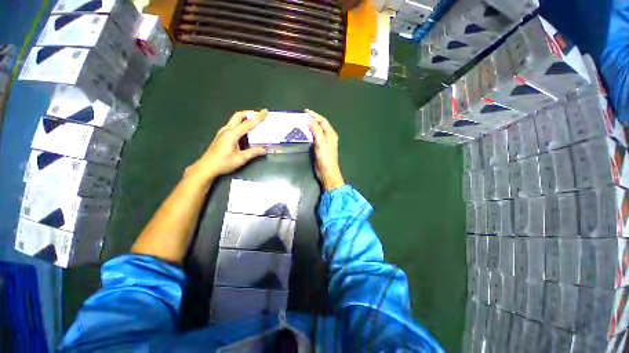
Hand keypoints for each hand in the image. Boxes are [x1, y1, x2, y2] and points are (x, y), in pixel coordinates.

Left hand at [188, 110, 267, 181]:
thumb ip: (253, 152)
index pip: (248, 123)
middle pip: (238, 116)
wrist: (207, 167)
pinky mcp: (221, 135)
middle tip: (259, 115)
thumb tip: (264, 150)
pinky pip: (232, 125)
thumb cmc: (224, 163)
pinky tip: (245, 131)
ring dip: (245, 118)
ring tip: (254, 122)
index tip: (265, 112)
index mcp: (232, 134)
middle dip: (250, 113)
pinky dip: (240, 123)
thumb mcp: (241, 158)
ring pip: (234, 119)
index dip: (258, 117)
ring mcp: (222, 132)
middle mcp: (227, 130)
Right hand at [307, 109, 344, 190]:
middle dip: (312, 120)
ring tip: (301, 123)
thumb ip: (316, 130)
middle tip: (302, 117)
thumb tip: (310, 120)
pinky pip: (314, 138)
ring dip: (310, 127)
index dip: (315, 115)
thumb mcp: (321, 142)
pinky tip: (303, 134)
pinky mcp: (319, 148)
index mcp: (330, 134)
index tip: (305, 111)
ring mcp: (324, 143)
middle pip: (320, 125)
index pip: (322, 121)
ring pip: (316, 131)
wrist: (327, 172)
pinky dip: (309, 134)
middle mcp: (328, 137)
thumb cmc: (325, 158)